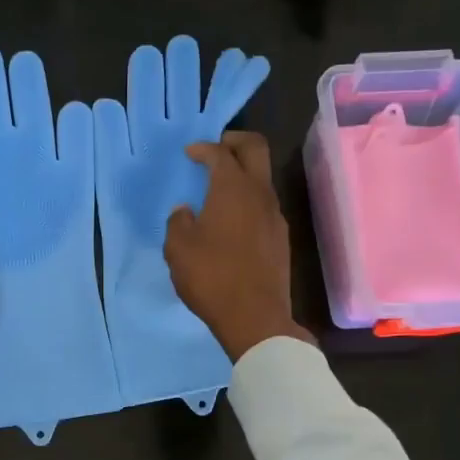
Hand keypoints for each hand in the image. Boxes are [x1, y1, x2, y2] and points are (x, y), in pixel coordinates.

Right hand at [164, 132, 312, 362]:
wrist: (255, 317)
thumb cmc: (211, 277)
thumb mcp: (178, 249)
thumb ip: (178, 222)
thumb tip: (185, 211)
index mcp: (232, 189)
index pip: (220, 153)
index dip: (203, 148)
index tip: (190, 153)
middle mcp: (260, 194)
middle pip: (255, 150)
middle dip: (235, 142)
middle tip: (216, 149)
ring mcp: (275, 216)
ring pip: (262, 179)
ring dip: (243, 175)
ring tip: (219, 189)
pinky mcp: (281, 238)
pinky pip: (264, 205)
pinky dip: (248, 200)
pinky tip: (231, 221)